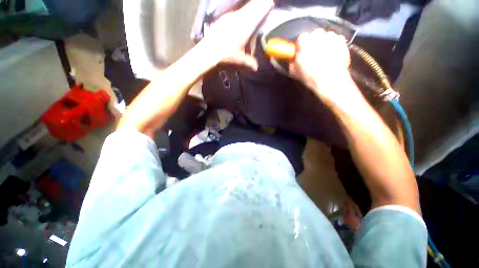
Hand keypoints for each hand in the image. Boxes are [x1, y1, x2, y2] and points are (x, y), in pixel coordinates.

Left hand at [202, 0, 273, 69]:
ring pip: (242, 8)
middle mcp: (239, 19)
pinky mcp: (222, 19)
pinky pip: (233, 11)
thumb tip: (256, 68)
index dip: (265, 7)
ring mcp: (229, 17)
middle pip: (251, 8)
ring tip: (254, 3)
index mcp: (246, 28)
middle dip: (258, 3)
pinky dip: (238, 10)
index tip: (271, 2)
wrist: (209, 52)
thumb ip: (250, 62)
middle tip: (264, 0)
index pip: (258, 14)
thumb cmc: (227, 56)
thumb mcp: (240, 60)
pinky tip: (238, 11)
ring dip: (249, 5)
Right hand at [290, 29, 356, 105]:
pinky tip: (332, 58)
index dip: (300, 47)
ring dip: (323, 45)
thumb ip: (292, 64)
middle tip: (312, 57)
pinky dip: (333, 47)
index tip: (301, 54)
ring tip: (323, 58)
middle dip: (312, 44)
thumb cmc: (310, 76)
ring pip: (325, 38)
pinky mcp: (342, 42)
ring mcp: (332, 37)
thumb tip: (293, 61)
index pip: (300, 39)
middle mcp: (318, 34)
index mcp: (305, 41)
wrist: (331, 80)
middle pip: (314, 36)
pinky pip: (335, 42)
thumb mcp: (296, 72)